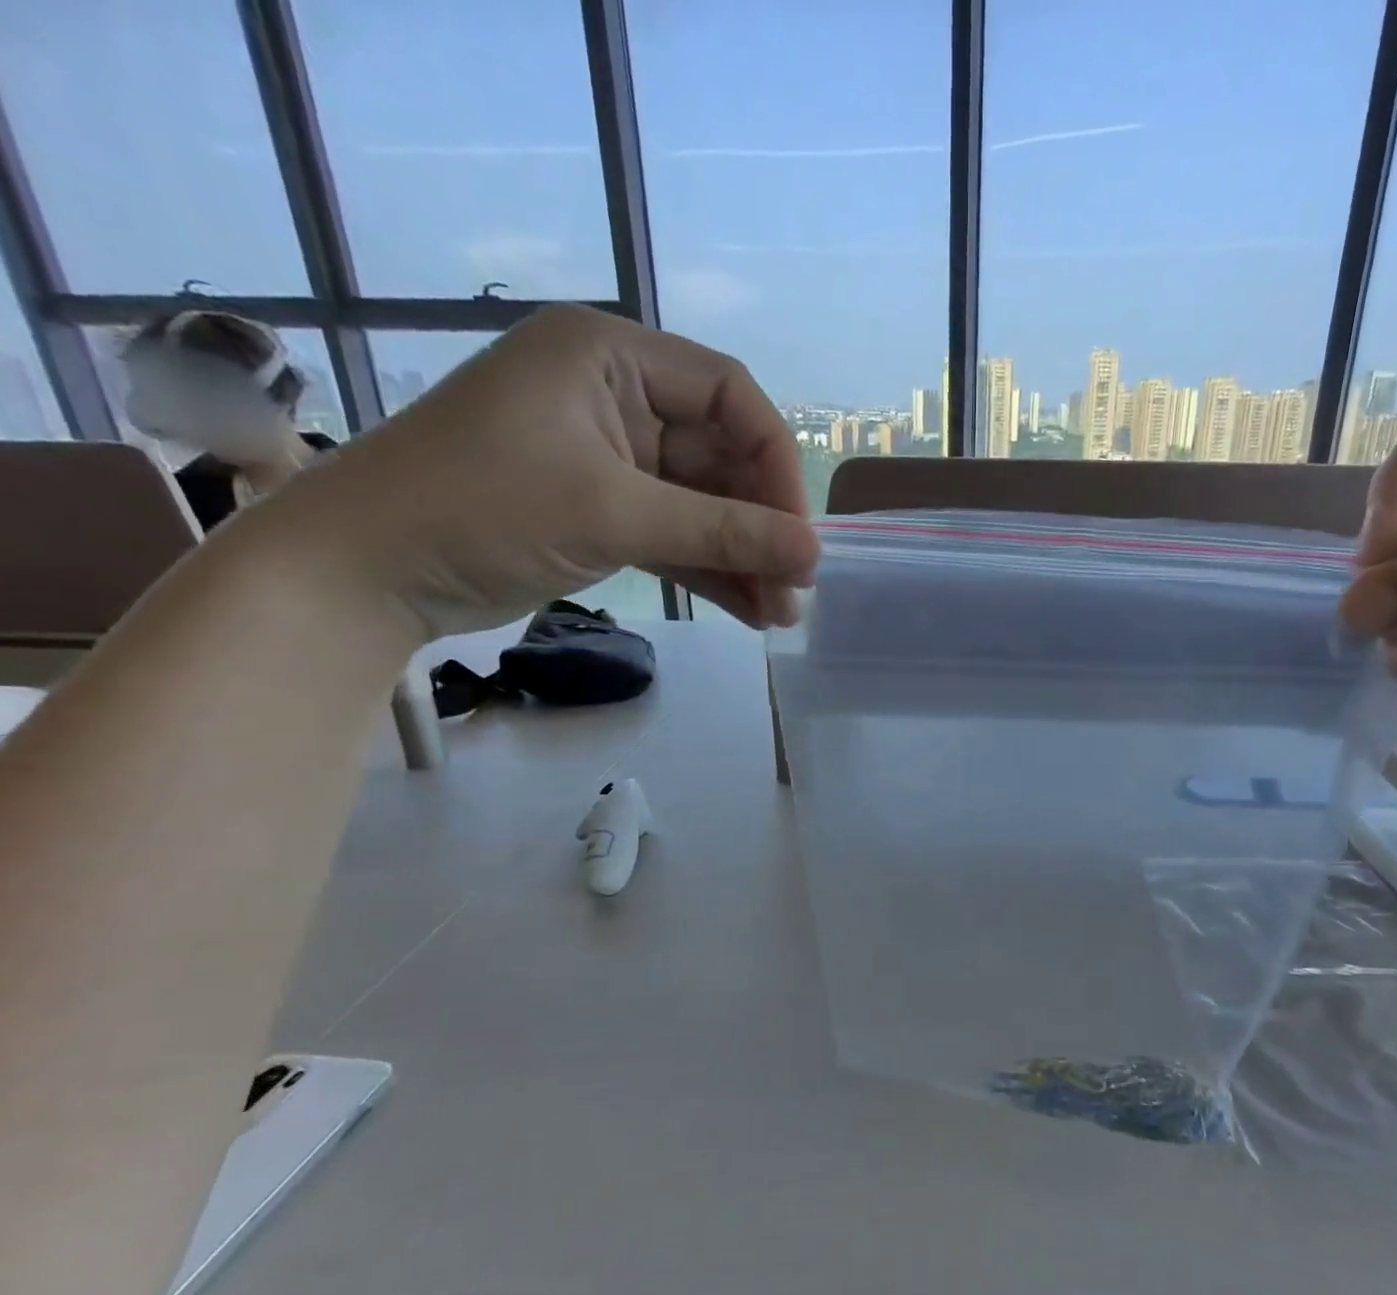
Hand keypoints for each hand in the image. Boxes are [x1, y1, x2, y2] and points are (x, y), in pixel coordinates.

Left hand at [248, 304, 819, 637]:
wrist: (363, 574)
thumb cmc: (481, 510)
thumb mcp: (614, 513)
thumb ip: (724, 530)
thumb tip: (814, 556)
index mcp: (610, 357)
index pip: (730, 395)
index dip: (775, 464)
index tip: (799, 534)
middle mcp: (616, 397)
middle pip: (722, 457)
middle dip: (762, 527)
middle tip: (797, 590)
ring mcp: (610, 459)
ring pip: (703, 504)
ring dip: (744, 557)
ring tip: (781, 615)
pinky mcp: (601, 510)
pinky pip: (676, 535)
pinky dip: (710, 571)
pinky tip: (750, 612)